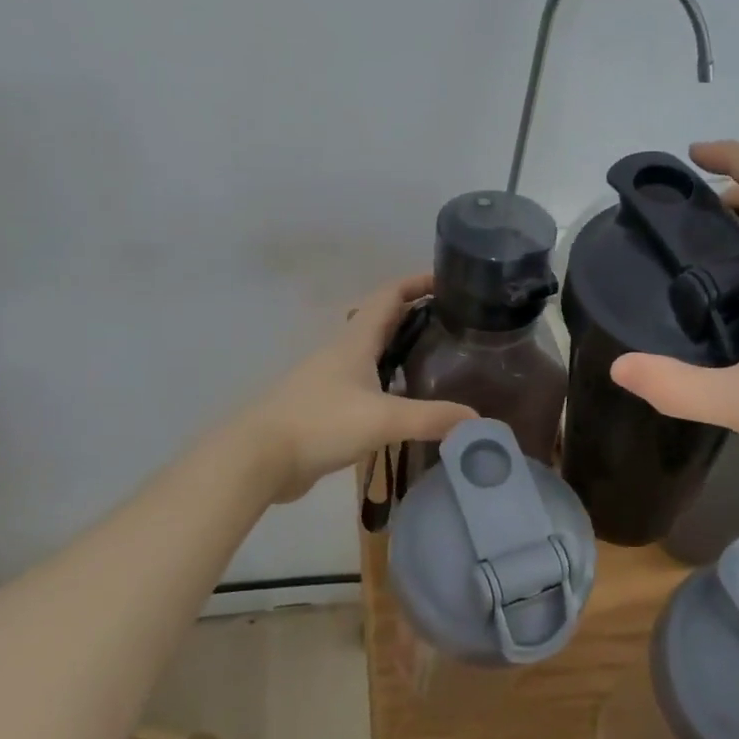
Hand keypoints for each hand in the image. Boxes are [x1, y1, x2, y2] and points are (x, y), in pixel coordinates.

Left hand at [237, 274, 477, 504]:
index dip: (417, 282)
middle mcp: (343, 351)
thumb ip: (431, 418)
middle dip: (417, 314)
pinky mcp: (326, 405)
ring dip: (402, 347)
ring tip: (439, 358)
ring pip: (373, 351)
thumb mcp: (382, 419)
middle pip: (383, 320)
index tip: (449, 280)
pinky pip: (366, 382)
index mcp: (355, 340)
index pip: (389, 296)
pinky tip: (406, 399)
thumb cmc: (320, 423)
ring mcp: (332, 378)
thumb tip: (479, 420)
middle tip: (455, 322)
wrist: (259, 457)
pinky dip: (390, 380)